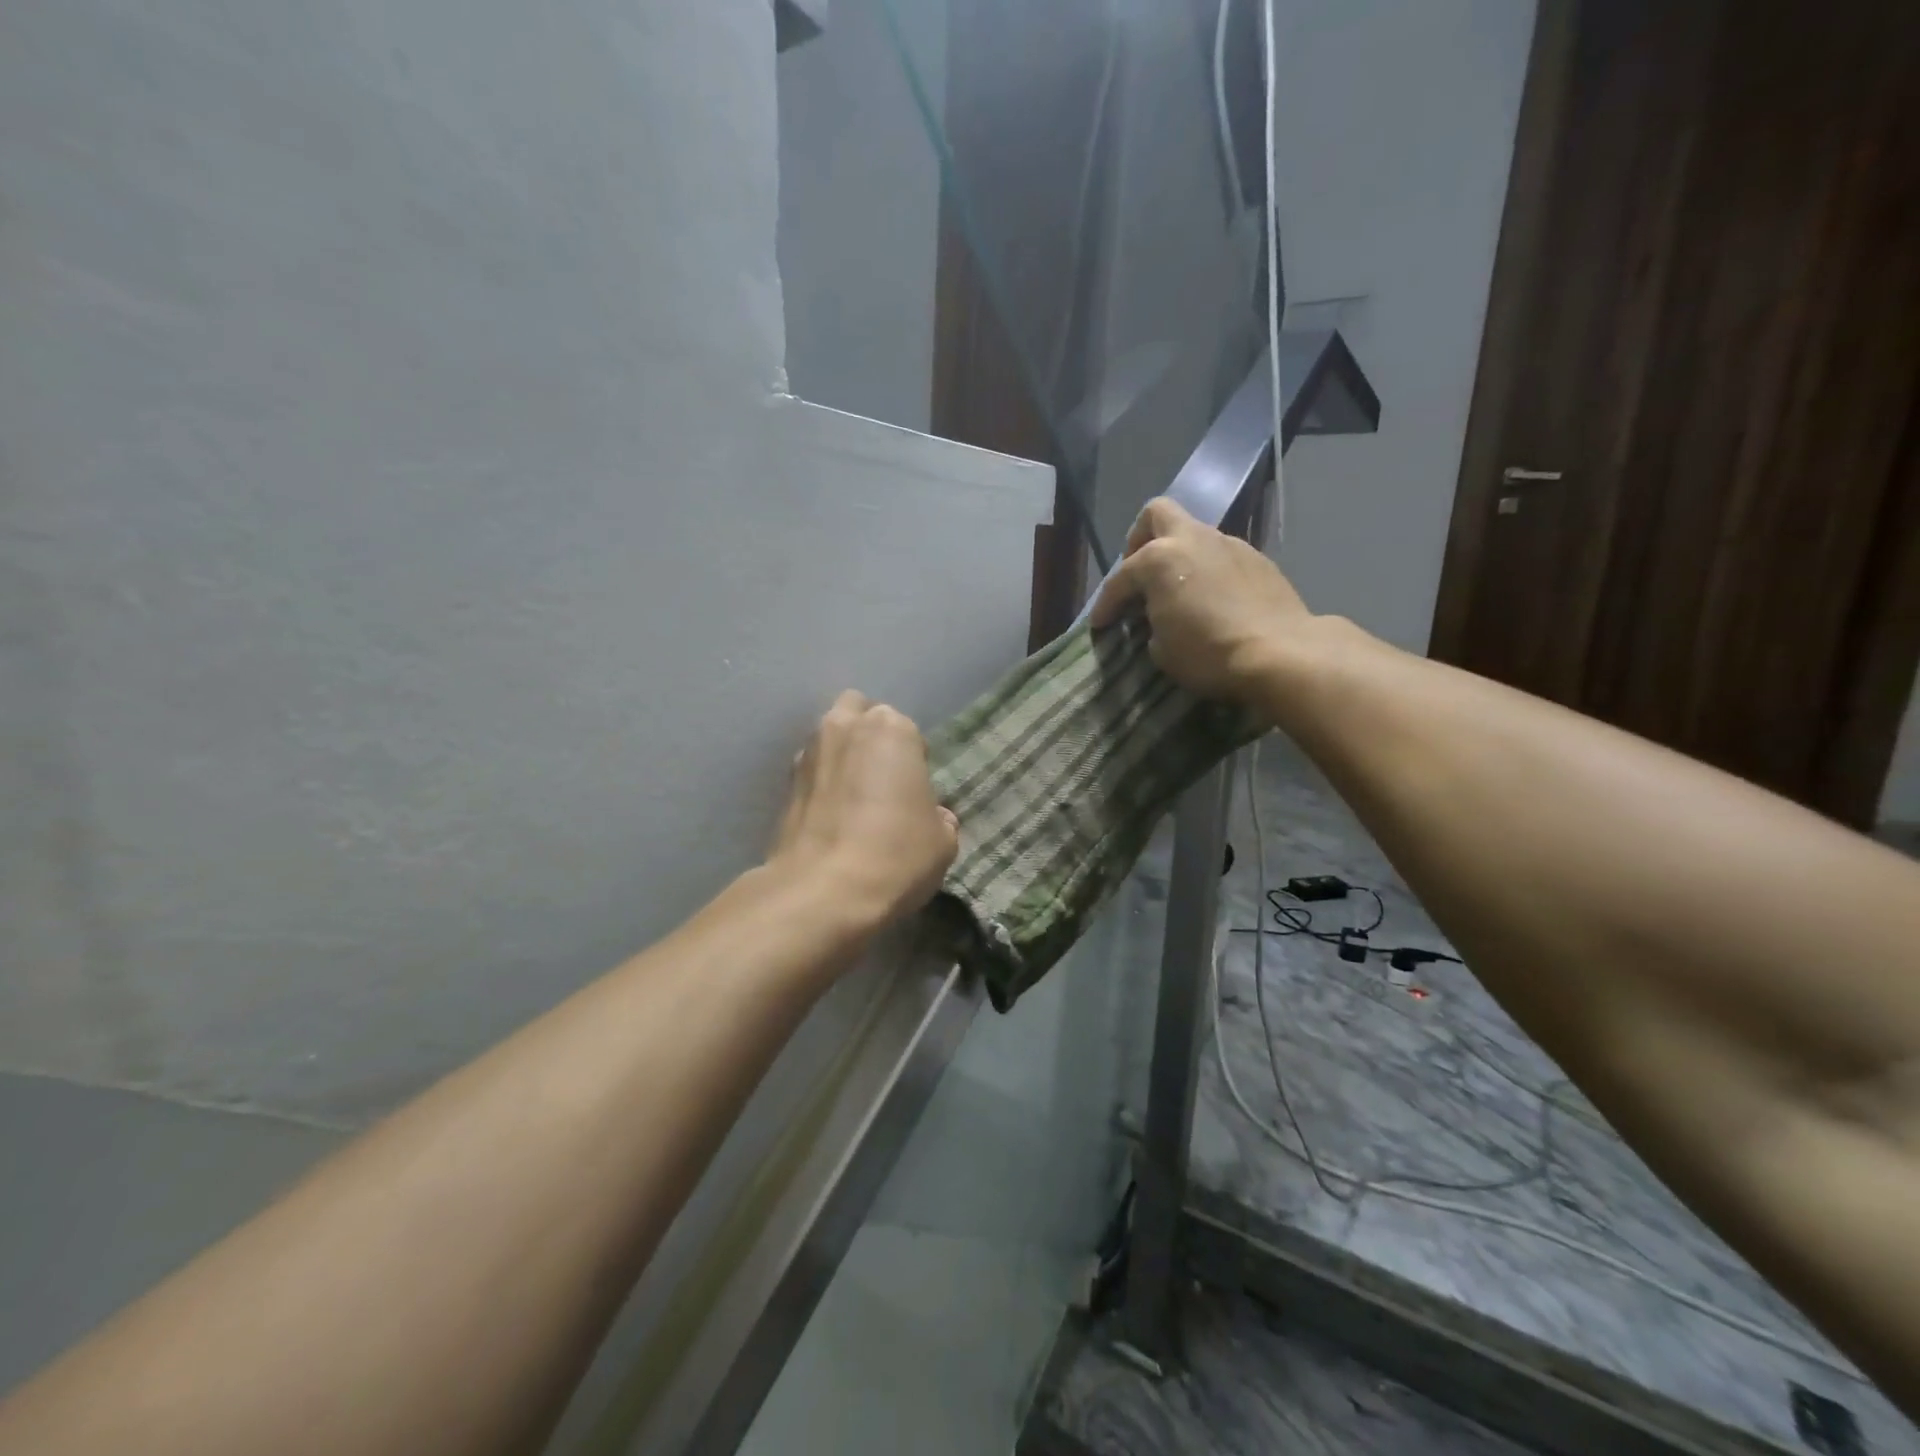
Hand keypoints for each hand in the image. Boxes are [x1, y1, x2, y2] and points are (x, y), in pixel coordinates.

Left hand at [770, 691, 960, 926]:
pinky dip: (822, 785)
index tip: (915, 791)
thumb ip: (938, 816)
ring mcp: (808, 753)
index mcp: (891, 728)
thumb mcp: (942, 841)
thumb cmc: (896, 855)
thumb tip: (930, 816)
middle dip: (870, 737)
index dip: (914, 760)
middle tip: (883, 779)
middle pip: (859, 714)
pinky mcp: (784, 785)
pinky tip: (832, 818)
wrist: (823, 893)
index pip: (907, 730)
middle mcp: (844, 727)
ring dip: (843, 758)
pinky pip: (812, 772)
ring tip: (855, 800)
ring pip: (830, 740)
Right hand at [1089, 497, 1311, 703]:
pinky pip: (1221, 557)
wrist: (1280, 653)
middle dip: (1140, 540)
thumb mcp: (1161, 649)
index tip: (1100, 624)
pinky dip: (1208, 572)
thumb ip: (1151, 623)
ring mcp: (1230, 545)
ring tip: (1177, 592)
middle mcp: (1193, 540)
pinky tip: (1211, 600)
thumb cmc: (1208, 652)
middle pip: (1156, 515)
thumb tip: (1157, 619)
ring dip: (1179, 558)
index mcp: (1160, 558)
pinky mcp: (1258, 560)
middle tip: (1138, 574)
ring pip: (1194, 536)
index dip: (1105, 603)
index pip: (1120, 578)